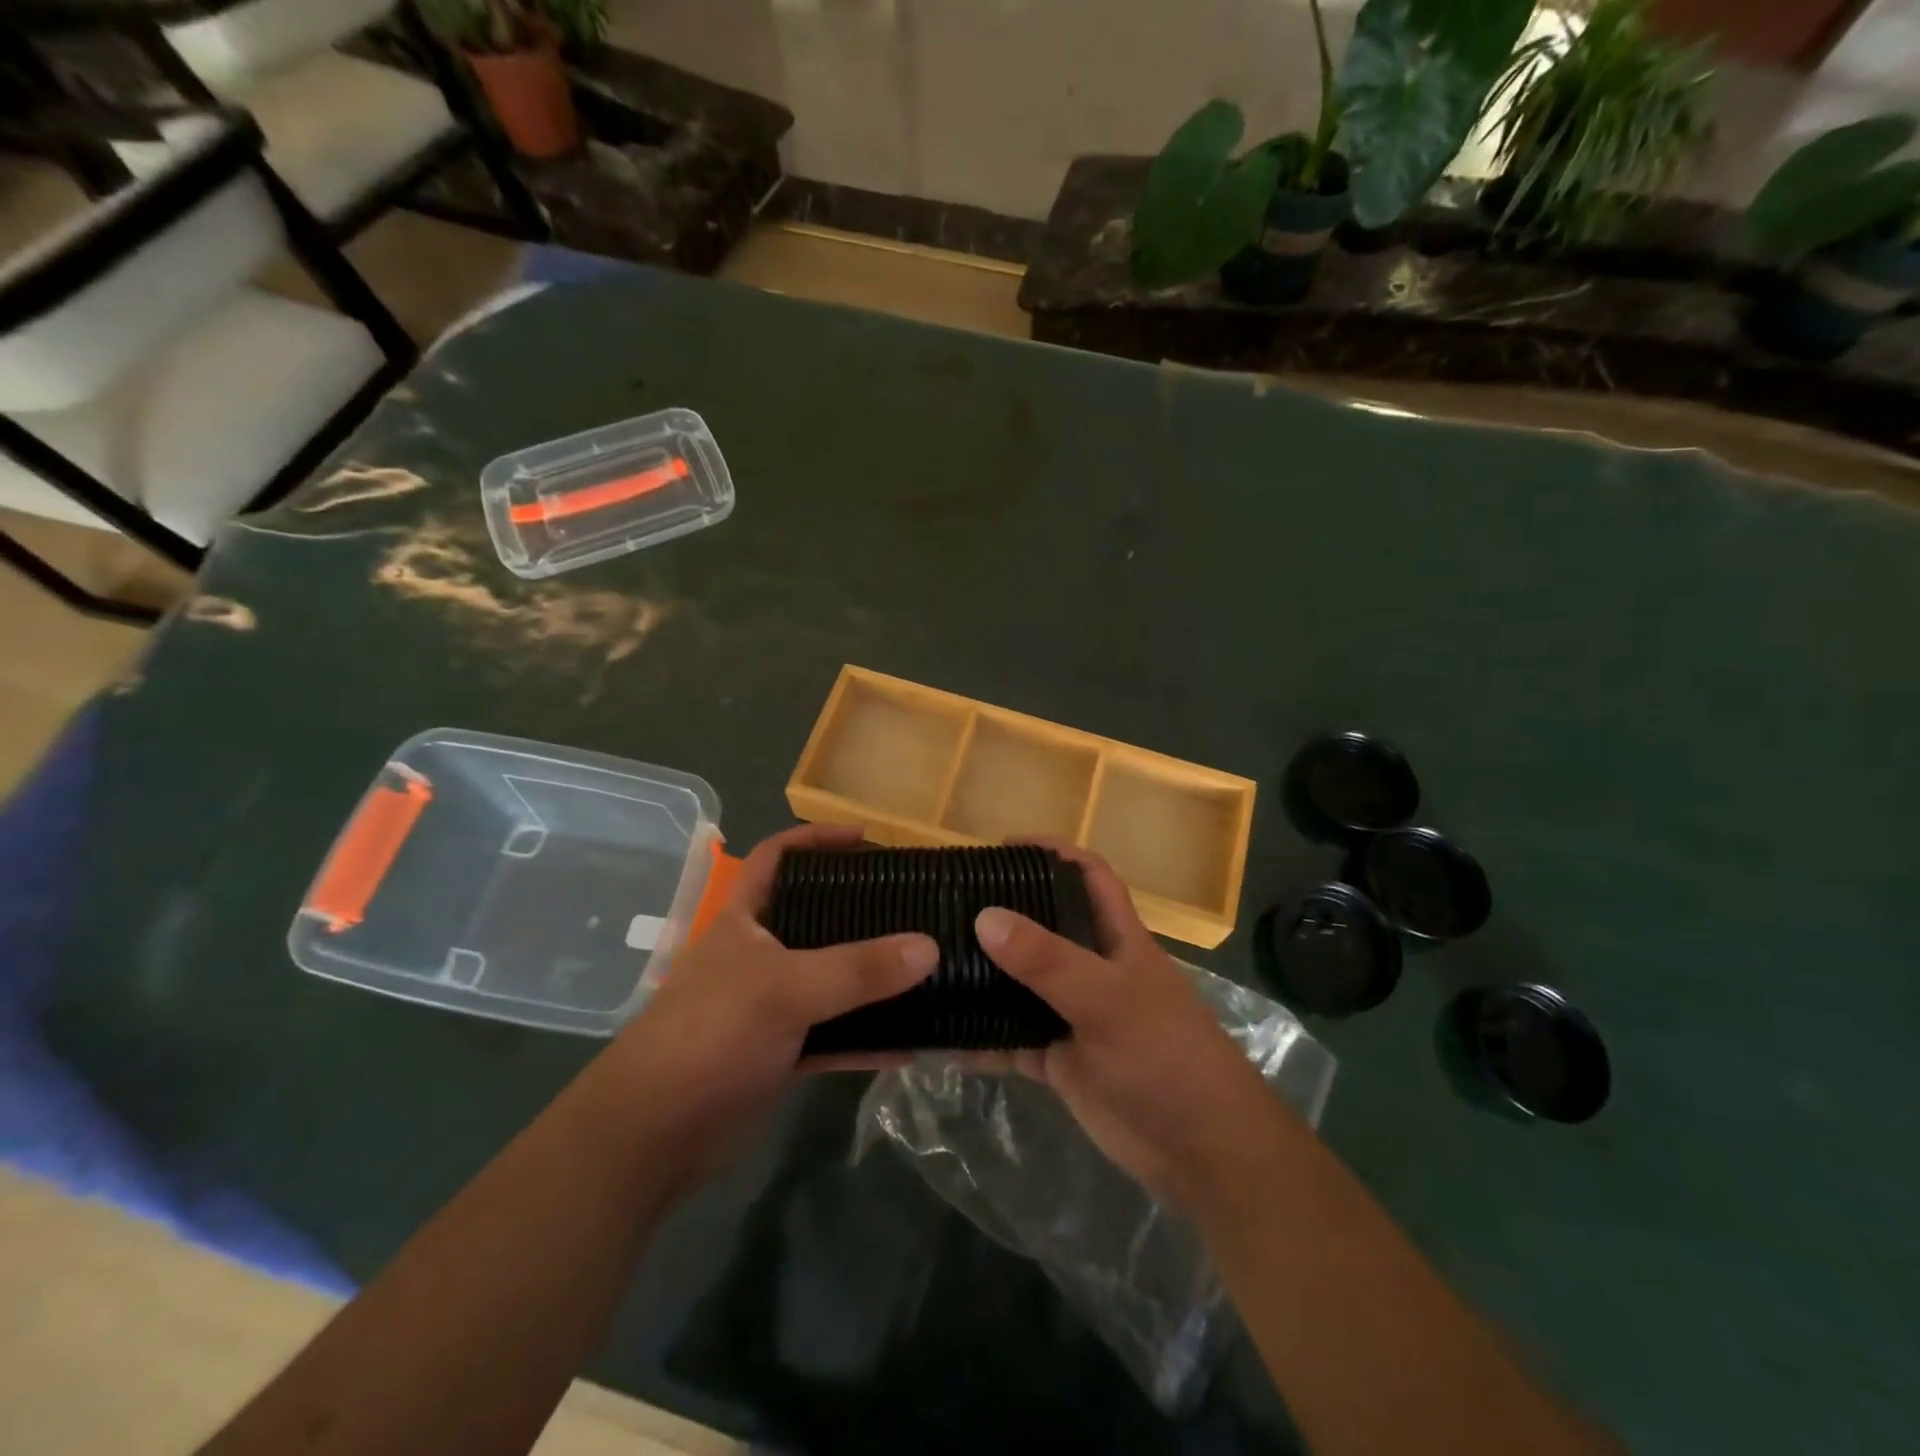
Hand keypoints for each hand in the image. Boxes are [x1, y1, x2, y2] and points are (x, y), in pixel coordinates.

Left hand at [598, 824, 936, 1183]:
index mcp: (746, 920)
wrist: (651, 1137)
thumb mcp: (785, 990)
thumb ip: (857, 969)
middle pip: (816, 918)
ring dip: (873, 979)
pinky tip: (911, 1044)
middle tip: (913, 905)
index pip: (778, 857)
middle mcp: (760, 955)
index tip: (867, 839)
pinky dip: (868, 1038)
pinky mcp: (781, 1053)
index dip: (817, 839)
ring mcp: (770, 1005)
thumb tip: (930, 946)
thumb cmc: (710, 1035)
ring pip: (831, 980)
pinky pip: (836, 1036)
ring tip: (926, 967)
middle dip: (861, 910)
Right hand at [972, 842, 1283, 1210]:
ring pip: (1020, 984)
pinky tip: (940, 1037)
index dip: (1053, 852)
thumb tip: (984, 916)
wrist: (1199, 1149)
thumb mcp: (1107, 999)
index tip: (1003, 847)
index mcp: (1116, 938)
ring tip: (933, 960)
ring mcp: (1073, 1015)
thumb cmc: (1165, 1055)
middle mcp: (1091, 968)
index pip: (1088, 876)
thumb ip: (1047, 960)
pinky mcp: (1058, 1060)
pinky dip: (979, 1039)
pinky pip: (1009, 1040)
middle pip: (1043, 926)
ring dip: (984, 976)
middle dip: (1003, 912)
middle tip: (948, 903)